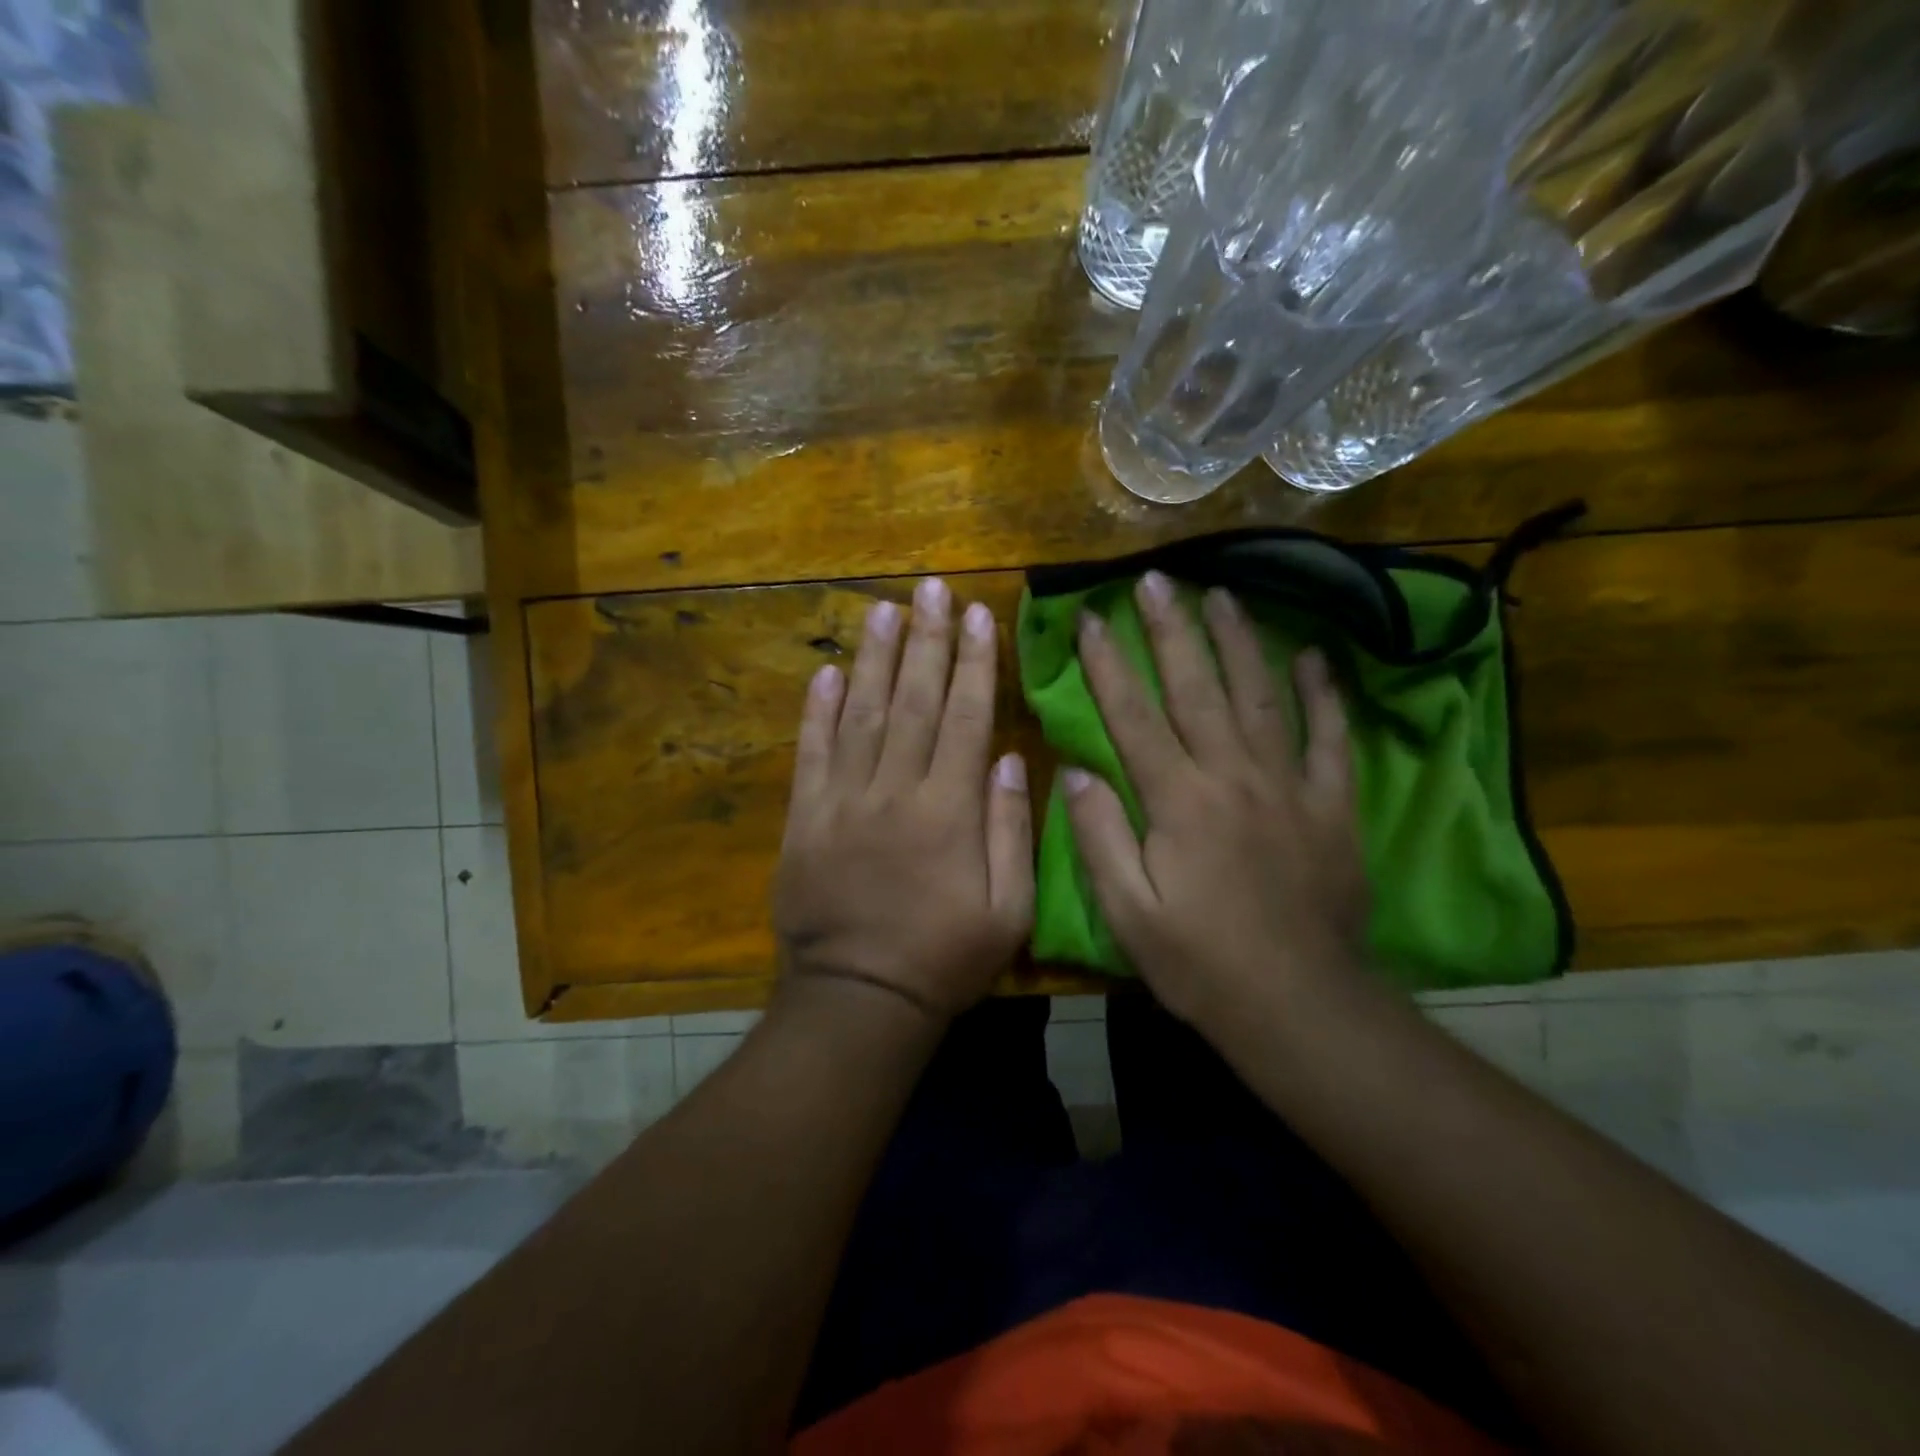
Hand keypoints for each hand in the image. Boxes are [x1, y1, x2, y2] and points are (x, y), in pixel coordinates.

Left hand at [774, 578, 1033, 1021]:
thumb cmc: (944, 958)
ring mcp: (842, 801)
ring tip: (884, 609)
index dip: (974, 663)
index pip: (966, 718)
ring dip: (874, 658)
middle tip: (931, 588)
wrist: (859, 998)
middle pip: (914, 701)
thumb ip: (1011, 828)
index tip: (978, 614)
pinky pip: (811, 754)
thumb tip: (1009, 756)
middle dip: (926, 640)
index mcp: (948, 810)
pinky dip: (817, 711)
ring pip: (861, 714)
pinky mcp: (804, 819)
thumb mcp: (1008, 909)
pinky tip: (828, 672)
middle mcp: (894, 791)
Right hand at [1063, 571, 1367, 1031]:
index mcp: (1177, 801)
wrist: (1297, 1004)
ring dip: (1239, 641)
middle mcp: (1231, 776)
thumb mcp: (1127, 910)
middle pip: (1196, 688)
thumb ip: (1099, 835)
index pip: (1133, 716)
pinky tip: (1313, 657)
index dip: (1109, 665)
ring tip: (1222, 594)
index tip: (1092, 619)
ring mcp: (1288, 786)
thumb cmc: (1199, 961)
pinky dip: (1323, 695)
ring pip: (1261, 696)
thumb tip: (1074, 771)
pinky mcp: (1332, 805)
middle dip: (1171, 630)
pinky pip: (1330, 738)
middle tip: (1155, 580)